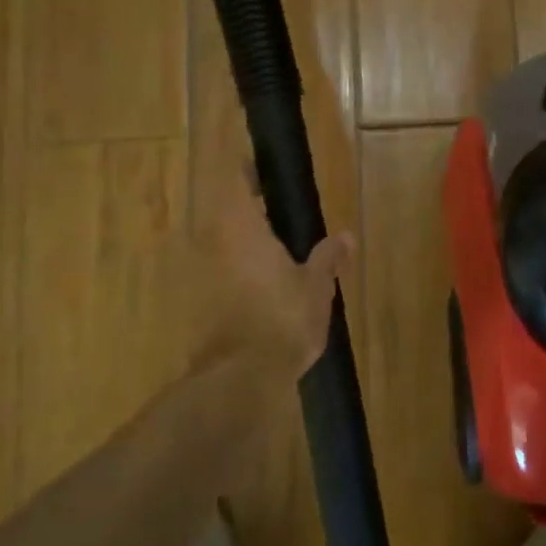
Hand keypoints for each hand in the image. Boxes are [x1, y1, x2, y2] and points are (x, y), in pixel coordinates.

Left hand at [189, 161, 354, 378]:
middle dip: (250, 208)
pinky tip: (264, 283)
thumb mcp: (317, 287)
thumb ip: (329, 258)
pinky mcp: (200, 302)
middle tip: (280, 208)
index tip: (264, 166)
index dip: (247, 170)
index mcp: (242, 228)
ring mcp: (203, 274)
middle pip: (227, 212)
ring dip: (244, 241)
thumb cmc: (282, 319)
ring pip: (221, 243)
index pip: (235, 181)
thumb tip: (346, 236)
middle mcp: (214, 244)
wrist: (240, 379)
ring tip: (277, 246)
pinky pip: (220, 271)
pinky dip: (238, 269)